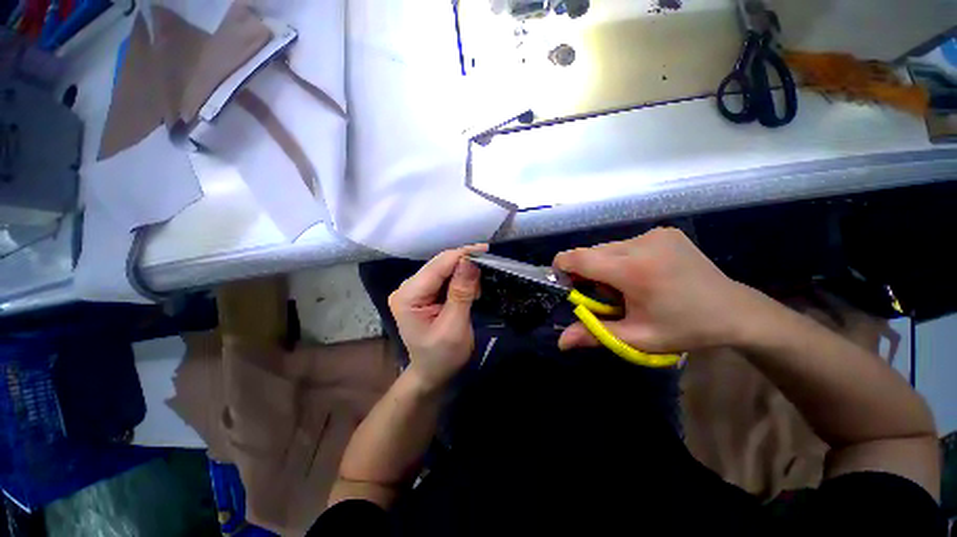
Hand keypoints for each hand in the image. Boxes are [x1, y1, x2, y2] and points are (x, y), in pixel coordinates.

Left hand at [388, 245, 487, 391]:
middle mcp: (407, 287)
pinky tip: (469, 291)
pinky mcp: (424, 292)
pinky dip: (460, 280)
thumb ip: (461, 293)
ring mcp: (414, 289)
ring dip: (464, 273)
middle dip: (464, 264)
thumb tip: (470, 261)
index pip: (437, 266)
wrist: (432, 373)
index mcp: (408, 296)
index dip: (461, 255)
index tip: (486, 250)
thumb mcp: (454, 327)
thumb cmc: (442, 356)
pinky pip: (445, 277)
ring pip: (444, 269)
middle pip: (439, 264)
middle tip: (487, 270)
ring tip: (476, 291)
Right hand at [553, 228, 762, 352]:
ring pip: (607, 248)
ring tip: (628, 285)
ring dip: (605, 266)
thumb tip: (560, 342)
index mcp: (633, 270)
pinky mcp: (663, 231)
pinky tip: (643, 273)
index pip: (578, 258)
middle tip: (606, 295)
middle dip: (587, 272)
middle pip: (591, 252)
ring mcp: (654, 234)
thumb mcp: (637, 338)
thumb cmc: (684, 329)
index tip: (565, 284)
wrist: (734, 311)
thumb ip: (594, 335)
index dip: (562, 267)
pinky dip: (622, 258)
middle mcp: (641, 243)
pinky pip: (626, 244)